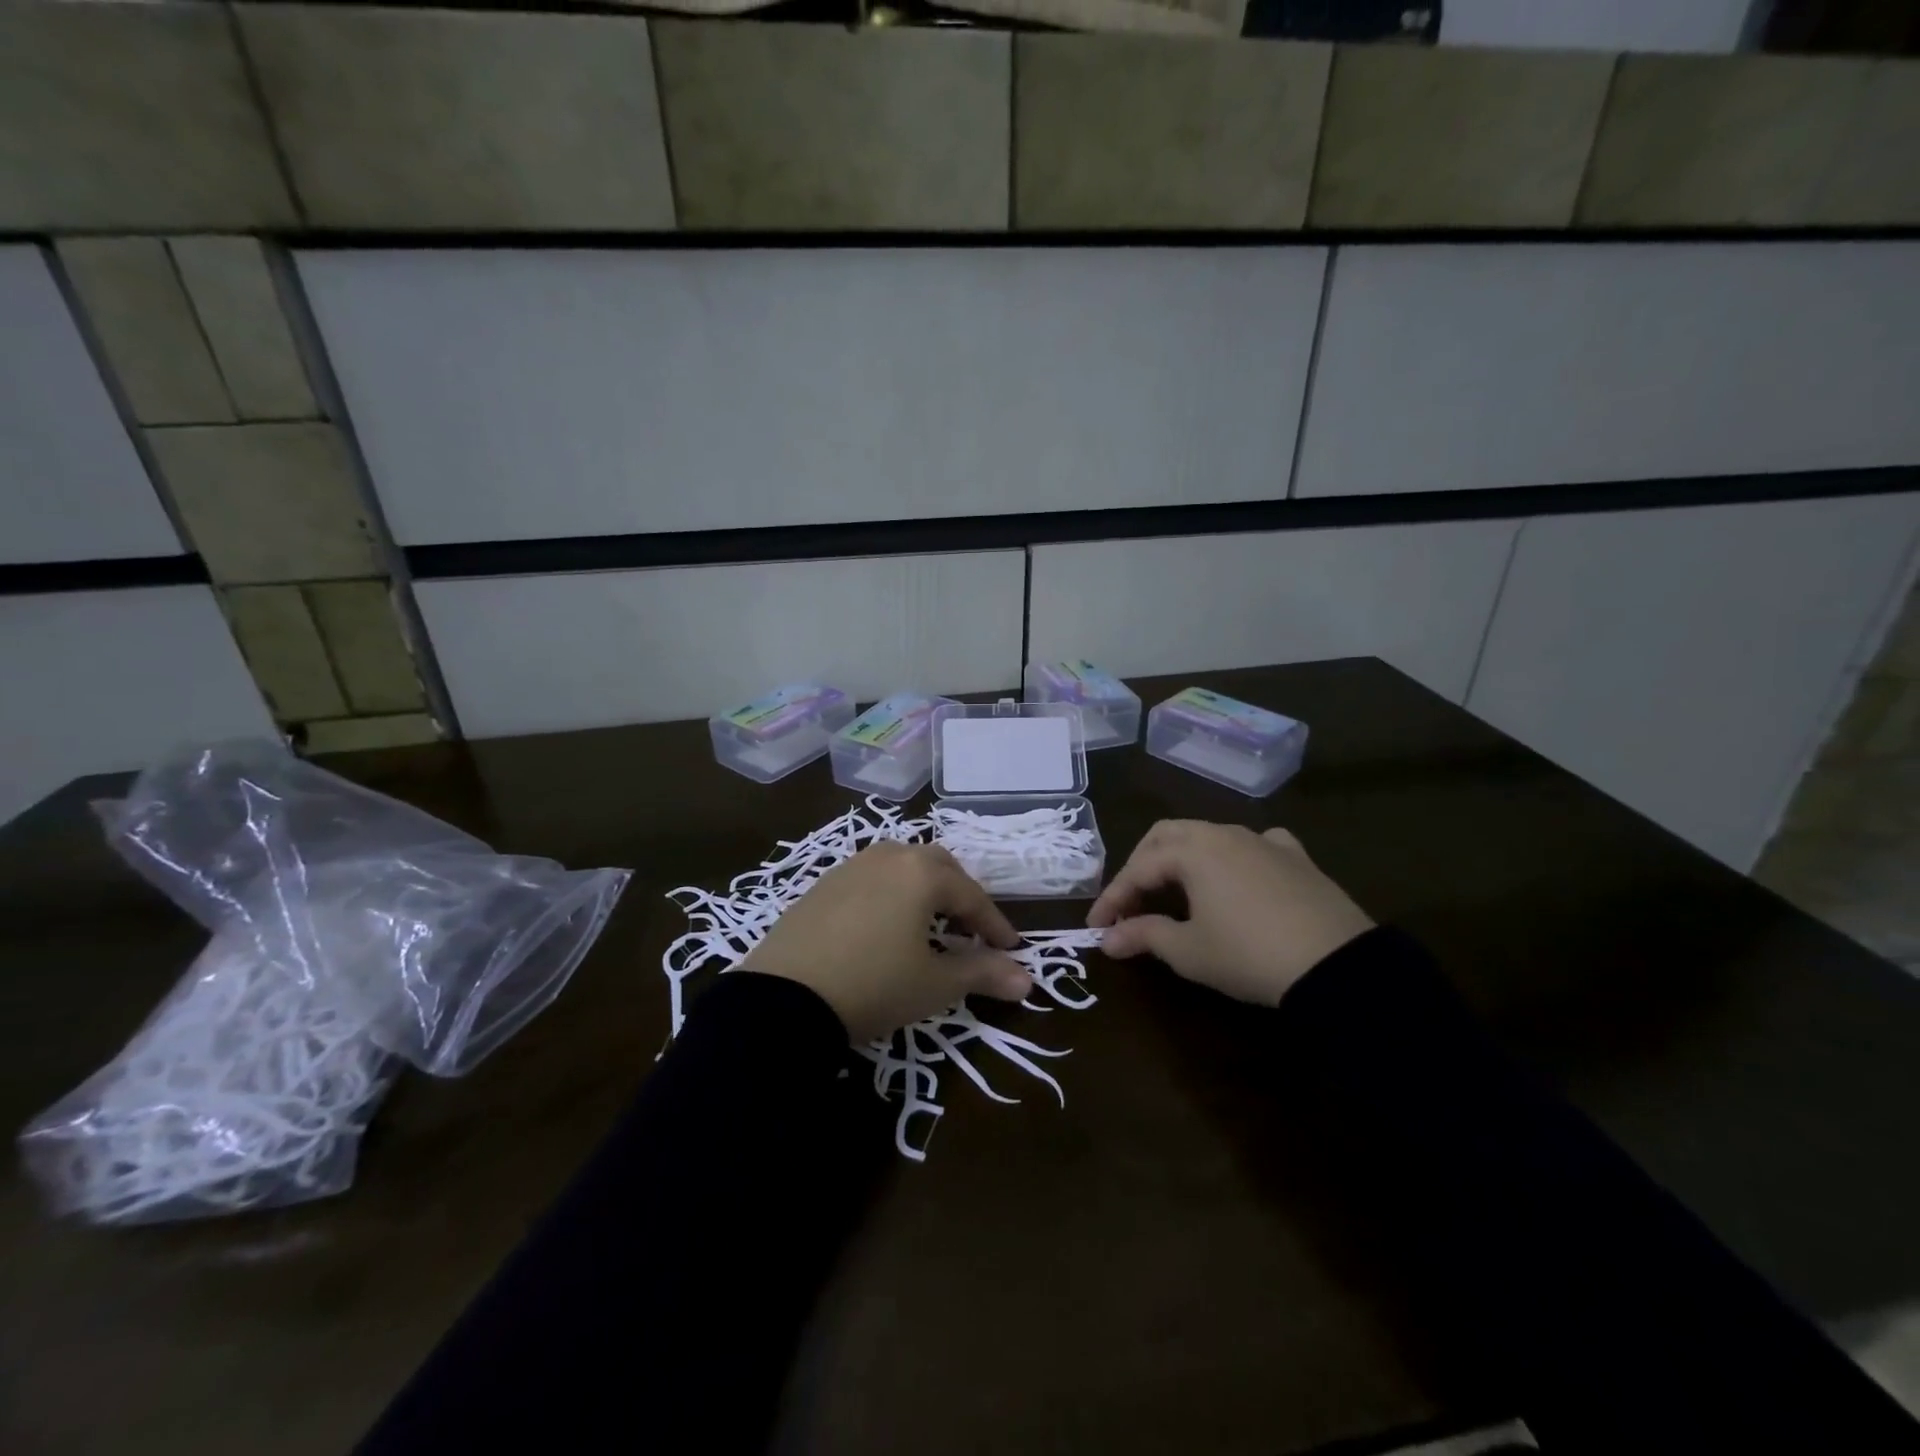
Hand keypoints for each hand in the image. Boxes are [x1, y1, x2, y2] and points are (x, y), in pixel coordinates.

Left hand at [741, 841, 1032, 1042]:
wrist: (782, 999)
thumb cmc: (873, 986)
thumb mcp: (934, 984)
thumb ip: (982, 974)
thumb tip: (1028, 980)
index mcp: (921, 873)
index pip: (971, 895)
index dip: (995, 925)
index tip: (1011, 950)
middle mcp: (887, 857)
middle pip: (937, 867)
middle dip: (960, 896)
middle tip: (971, 930)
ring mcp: (850, 867)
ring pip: (901, 867)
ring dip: (924, 891)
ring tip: (930, 925)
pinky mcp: (821, 885)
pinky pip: (870, 880)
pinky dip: (890, 896)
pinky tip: (885, 927)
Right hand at [1087, 821, 1372, 1005]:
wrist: (1336, 965)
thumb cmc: (1248, 955)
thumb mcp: (1189, 951)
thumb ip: (1143, 936)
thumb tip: (1107, 939)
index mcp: (1192, 850)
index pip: (1138, 869)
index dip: (1112, 898)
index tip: (1096, 928)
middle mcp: (1224, 833)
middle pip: (1167, 836)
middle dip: (1142, 866)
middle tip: (1131, 902)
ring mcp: (1264, 841)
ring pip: (1209, 836)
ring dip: (1183, 860)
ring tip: (1176, 894)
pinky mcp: (1297, 857)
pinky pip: (1255, 845)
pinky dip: (1234, 857)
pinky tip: (1238, 876)